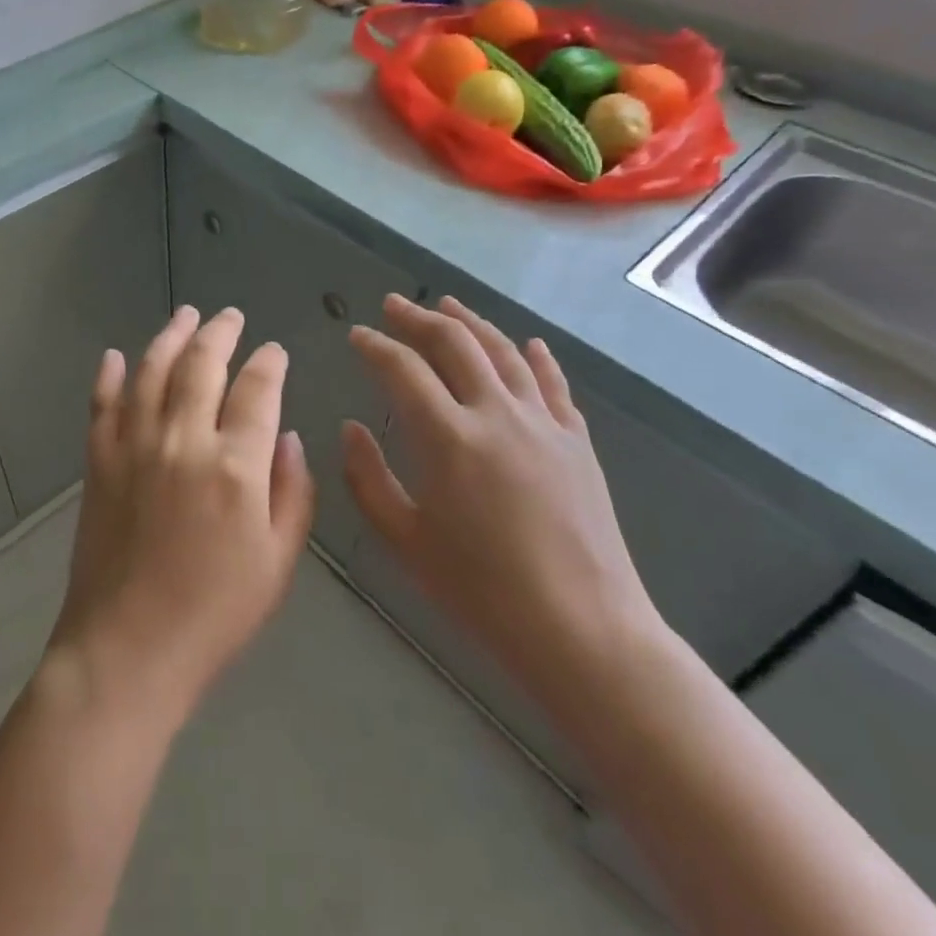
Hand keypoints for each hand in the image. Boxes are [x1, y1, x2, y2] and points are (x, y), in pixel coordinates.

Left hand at [48, 306, 315, 722]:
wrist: (127, 649)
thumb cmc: (215, 614)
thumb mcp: (278, 562)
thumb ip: (292, 492)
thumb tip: (288, 437)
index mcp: (235, 466)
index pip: (257, 390)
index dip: (269, 363)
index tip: (274, 351)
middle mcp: (183, 440)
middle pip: (202, 365)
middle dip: (220, 333)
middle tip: (230, 316)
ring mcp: (134, 446)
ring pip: (152, 371)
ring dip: (170, 336)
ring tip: (185, 315)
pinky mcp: (98, 461)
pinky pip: (102, 404)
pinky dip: (110, 376)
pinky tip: (117, 356)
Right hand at [343, 294, 660, 712]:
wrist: (582, 630)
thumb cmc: (481, 591)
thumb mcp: (404, 540)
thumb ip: (368, 478)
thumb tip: (352, 428)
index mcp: (448, 438)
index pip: (402, 369)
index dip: (375, 345)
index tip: (357, 335)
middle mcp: (496, 414)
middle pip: (454, 344)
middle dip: (418, 318)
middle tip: (393, 305)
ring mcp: (543, 423)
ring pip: (503, 351)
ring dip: (471, 322)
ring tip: (448, 304)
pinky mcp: (577, 441)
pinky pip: (553, 384)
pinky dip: (535, 356)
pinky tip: (526, 342)